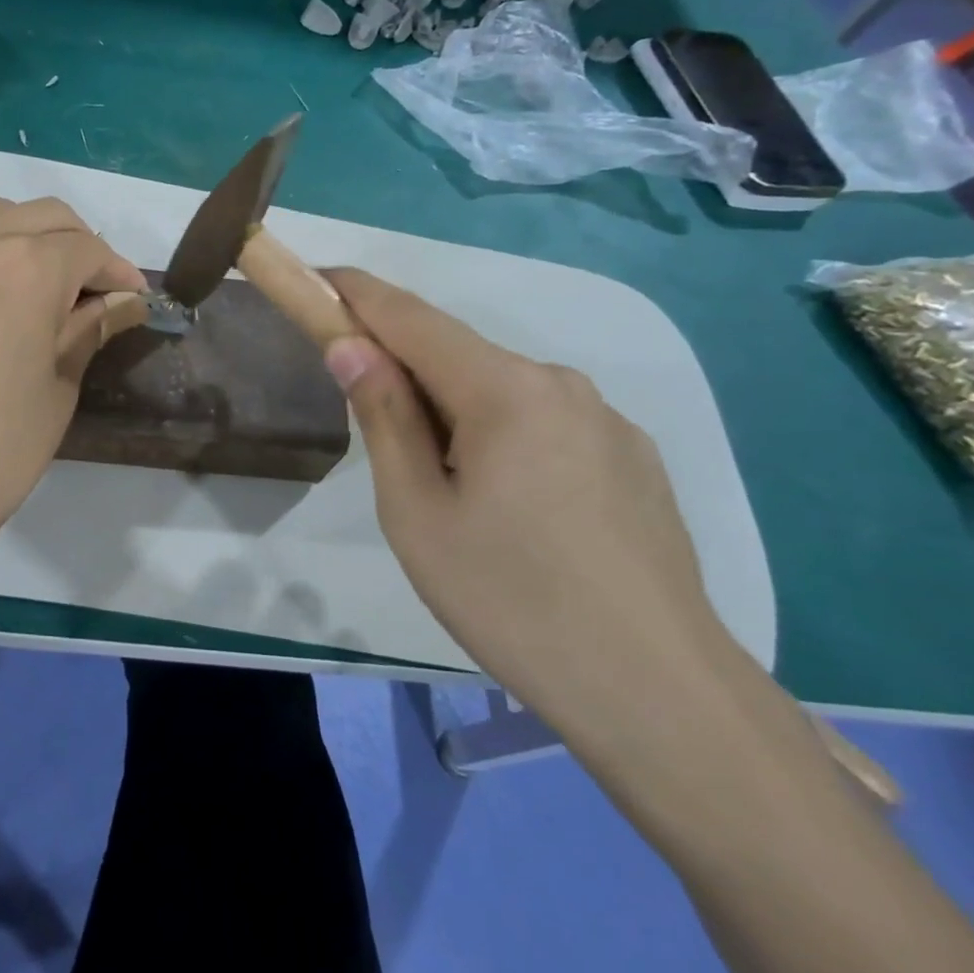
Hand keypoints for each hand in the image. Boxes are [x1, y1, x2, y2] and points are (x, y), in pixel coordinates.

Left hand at [0, 198, 146, 569]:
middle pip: (41, 216)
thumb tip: (123, 300)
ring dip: (27, 240)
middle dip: (78, 243)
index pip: (87, 248)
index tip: (132, 298)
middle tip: (93, 289)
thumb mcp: (60, 386)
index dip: (118, 270)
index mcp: (26, 269)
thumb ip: (90, 328)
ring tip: (41, 288)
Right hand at [321, 268, 734, 750]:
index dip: (357, 294)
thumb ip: (383, 417)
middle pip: (459, 355)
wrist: (656, 692)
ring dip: (455, 412)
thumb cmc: (510, 600)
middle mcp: (560, 383)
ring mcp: (606, 420)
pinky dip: (502, 436)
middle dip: (405, 370)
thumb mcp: (417, 513)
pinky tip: (512, 510)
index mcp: (504, 389)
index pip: (411, 316)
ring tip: (448, 493)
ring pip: (502, 392)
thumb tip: (350, 347)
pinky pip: (545, 424)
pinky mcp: (633, 457)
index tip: (317, 280)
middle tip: (374, 428)